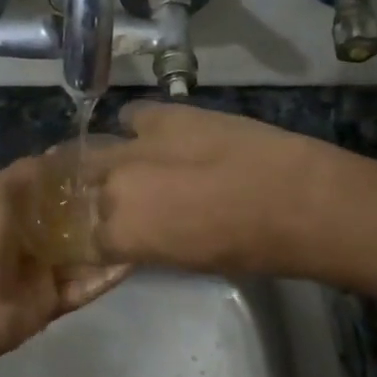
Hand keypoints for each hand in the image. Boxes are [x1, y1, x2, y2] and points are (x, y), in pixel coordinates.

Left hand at [0, 157, 130, 367]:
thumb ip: (27, 172)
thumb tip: (60, 153)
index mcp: (18, 212)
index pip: (55, 191)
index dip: (79, 178)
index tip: (113, 164)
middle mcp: (35, 239)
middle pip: (75, 222)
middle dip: (101, 210)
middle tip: (137, 195)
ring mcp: (48, 271)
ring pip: (87, 254)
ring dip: (110, 242)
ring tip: (145, 225)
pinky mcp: (59, 299)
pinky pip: (90, 285)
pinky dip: (110, 275)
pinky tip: (135, 260)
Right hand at [90, 101, 344, 274]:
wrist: (292, 198)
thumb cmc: (246, 248)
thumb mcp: (187, 261)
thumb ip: (149, 244)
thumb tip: (141, 233)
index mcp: (121, 235)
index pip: (86, 240)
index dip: (96, 240)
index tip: (106, 239)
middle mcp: (114, 189)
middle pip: (84, 190)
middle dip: (92, 197)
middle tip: (115, 200)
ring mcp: (135, 147)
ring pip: (95, 151)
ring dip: (105, 162)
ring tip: (123, 165)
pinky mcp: (163, 115)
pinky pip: (132, 115)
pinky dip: (135, 126)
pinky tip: (151, 134)